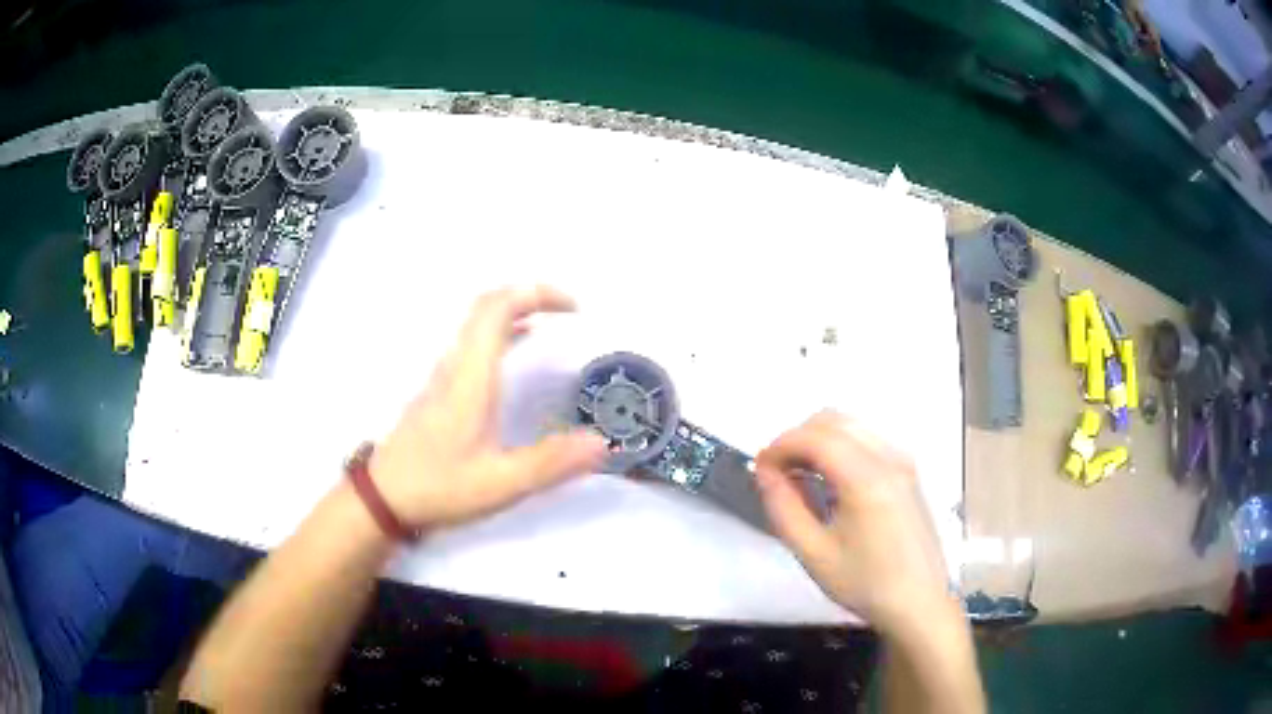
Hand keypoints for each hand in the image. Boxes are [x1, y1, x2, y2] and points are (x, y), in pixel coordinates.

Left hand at [369, 286, 607, 527]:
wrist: (383, 497)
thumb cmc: (439, 486)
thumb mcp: (500, 483)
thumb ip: (551, 463)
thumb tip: (601, 443)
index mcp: (471, 377)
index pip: (498, 309)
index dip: (537, 294)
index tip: (574, 309)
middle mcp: (455, 365)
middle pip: (487, 305)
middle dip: (529, 295)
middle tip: (567, 310)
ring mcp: (443, 375)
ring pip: (476, 322)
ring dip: (513, 310)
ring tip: (550, 324)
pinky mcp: (438, 389)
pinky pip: (471, 342)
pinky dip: (500, 332)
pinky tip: (515, 354)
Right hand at [754, 412, 951, 634]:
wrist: (918, 602)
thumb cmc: (864, 583)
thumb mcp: (813, 554)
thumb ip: (784, 508)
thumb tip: (764, 472)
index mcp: (867, 479)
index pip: (815, 437)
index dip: (780, 445)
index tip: (759, 468)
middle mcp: (889, 458)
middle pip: (833, 421)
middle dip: (797, 438)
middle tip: (776, 472)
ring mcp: (903, 461)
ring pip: (851, 426)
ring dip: (818, 440)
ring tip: (799, 476)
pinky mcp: (908, 470)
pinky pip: (867, 439)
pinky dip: (839, 446)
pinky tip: (830, 480)